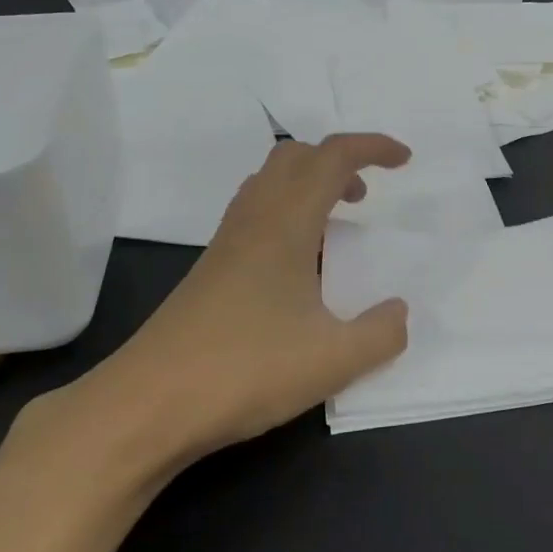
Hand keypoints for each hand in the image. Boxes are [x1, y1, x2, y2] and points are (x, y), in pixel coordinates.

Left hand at [99, 134, 412, 458]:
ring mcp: (226, 244)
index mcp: (285, 223)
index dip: (372, 147)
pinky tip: (297, 264)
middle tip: (364, 197)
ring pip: (269, 183)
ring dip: (308, 185)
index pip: (332, 158)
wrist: (147, 404)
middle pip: (294, 157)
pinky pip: (255, 214)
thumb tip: (398, 312)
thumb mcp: (333, 360)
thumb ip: (381, 333)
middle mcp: (253, 220)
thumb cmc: (245, 369)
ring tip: (335, 225)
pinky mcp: (211, 270)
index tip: (404, 160)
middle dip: (336, 162)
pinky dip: (287, 214)